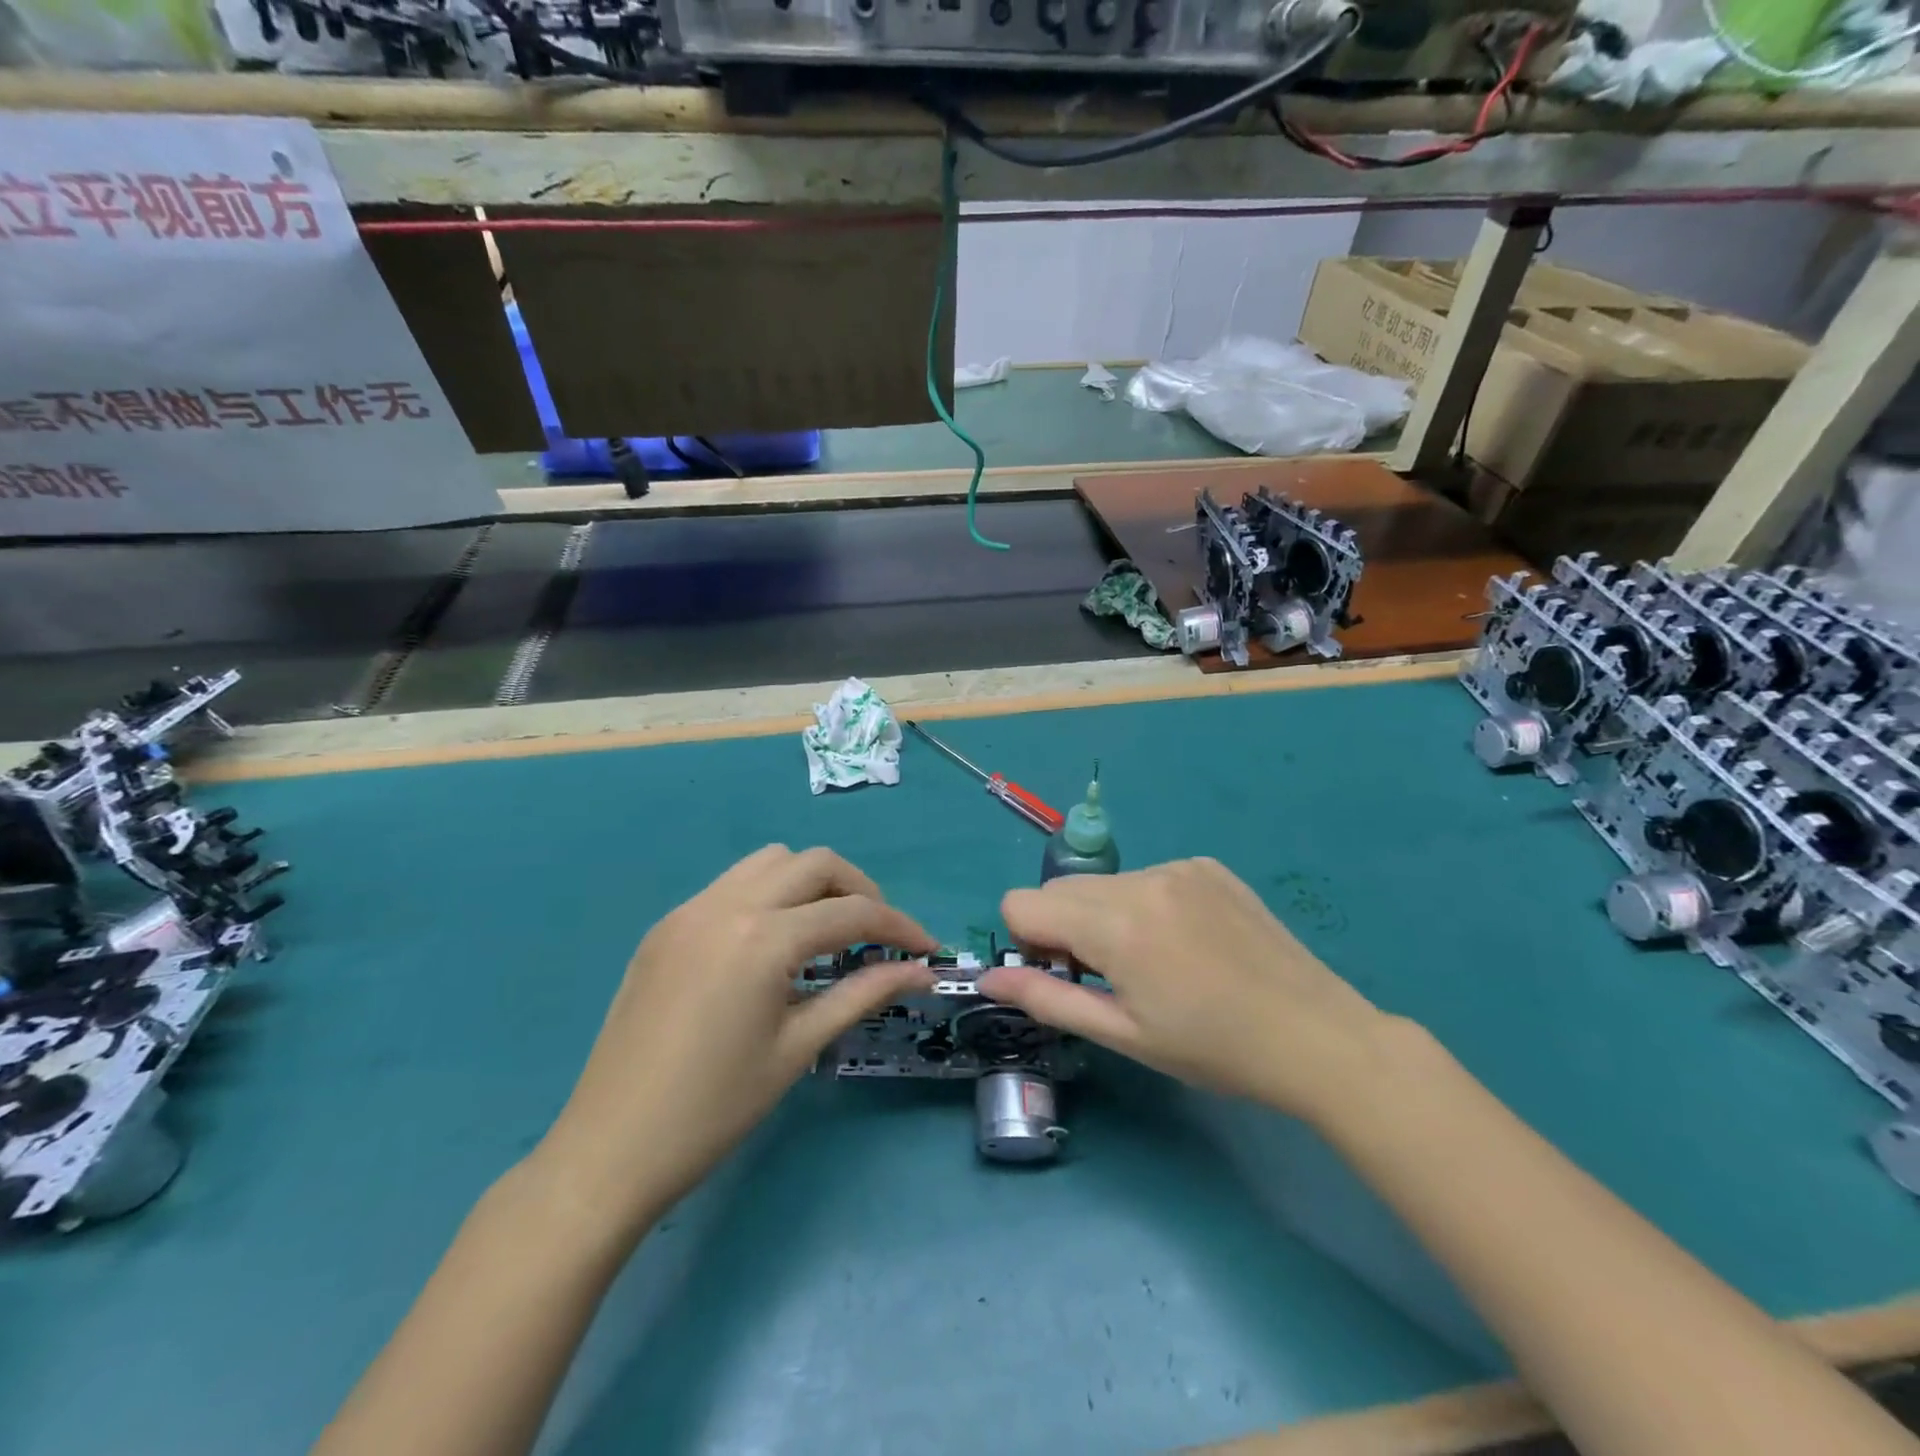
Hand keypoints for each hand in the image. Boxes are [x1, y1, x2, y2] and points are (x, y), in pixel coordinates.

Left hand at [533, 846, 936, 1237]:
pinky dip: (769, 897)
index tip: (927, 951)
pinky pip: (732, 885)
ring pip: (770, 862)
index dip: (900, 926)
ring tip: (827, 933)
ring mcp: (690, 910)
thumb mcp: (799, 1048)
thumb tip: (921, 972)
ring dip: (811, 884)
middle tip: (878, 936)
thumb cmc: (714, 1109)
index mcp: (762, 938)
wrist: (609, 1149)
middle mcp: (726, 904)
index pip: (852, 911)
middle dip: (859, 890)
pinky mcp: (667, 926)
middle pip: (814, 863)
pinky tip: (773, 945)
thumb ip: (864, 994)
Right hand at [976, 858, 1397, 1126]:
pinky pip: (1146, 877)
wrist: (1317, 1036)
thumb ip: (1046, 998)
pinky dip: (1145, 905)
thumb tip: (988, 979)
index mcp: (1116, 924)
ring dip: (1105, 916)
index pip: (1021, 903)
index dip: (1030, 944)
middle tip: (1109, 976)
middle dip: (1063, 929)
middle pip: (1059, 889)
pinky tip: (1186, 942)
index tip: (1067, 977)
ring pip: (1102, 883)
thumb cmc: (1214, 1050)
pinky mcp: (1207, 865)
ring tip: (1155, 962)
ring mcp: (1178, 866)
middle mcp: (1141, 879)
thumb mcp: (1124, 1035)